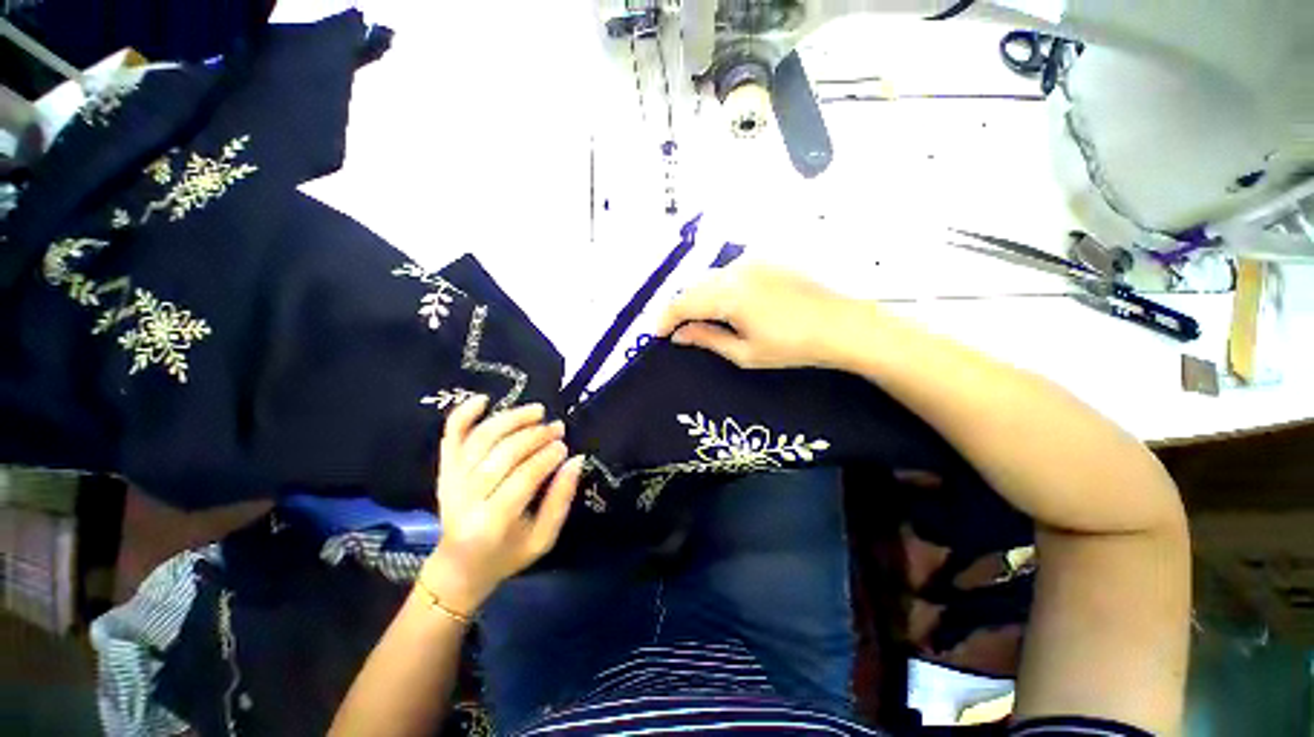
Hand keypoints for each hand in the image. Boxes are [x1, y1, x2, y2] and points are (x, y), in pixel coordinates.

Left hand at [422, 396, 582, 614]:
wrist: (458, 567)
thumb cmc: (507, 555)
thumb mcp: (543, 539)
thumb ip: (561, 501)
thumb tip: (576, 460)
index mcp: (491, 522)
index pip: (522, 478)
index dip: (546, 457)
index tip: (565, 446)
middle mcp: (465, 498)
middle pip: (502, 454)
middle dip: (535, 436)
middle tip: (557, 427)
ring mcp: (451, 481)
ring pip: (480, 439)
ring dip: (510, 419)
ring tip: (537, 411)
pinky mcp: (444, 471)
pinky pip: (450, 437)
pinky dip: (463, 414)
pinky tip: (484, 399)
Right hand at [654, 262, 857, 369]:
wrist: (842, 325)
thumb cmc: (792, 346)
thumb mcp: (744, 352)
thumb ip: (707, 339)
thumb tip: (679, 335)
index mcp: (728, 293)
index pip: (682, 303)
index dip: (666, 319)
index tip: (658, 335)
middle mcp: (736, 269)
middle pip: (693, 286)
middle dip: (681, 308)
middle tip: (678, 330)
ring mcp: (753, 261)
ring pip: (711, 277)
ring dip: (699, 297)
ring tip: (701, 320)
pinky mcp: (767, 259)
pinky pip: (730, 272)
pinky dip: (719, 288)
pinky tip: (727, 305)